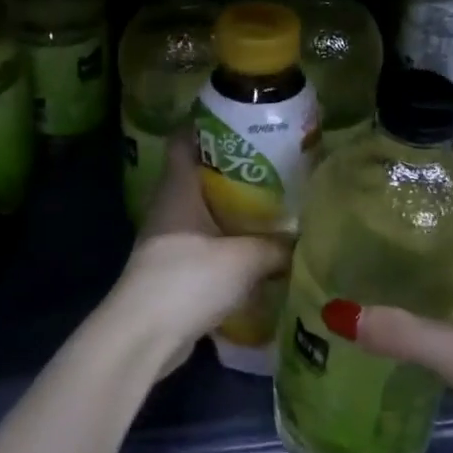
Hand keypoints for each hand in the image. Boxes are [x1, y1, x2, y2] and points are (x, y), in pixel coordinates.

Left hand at [102, 130, 289, 374]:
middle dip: (233, 167)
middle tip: (273, 163)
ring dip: (231, 208)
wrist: (145, 336)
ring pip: (203, 210)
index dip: (207, 123)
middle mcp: (169, 205)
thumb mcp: (244, 258)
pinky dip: (227, 241)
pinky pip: (205, 242)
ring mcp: (168, 238)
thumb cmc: (189, 278)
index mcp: (178, 187)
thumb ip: (278, 246)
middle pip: (199, 173)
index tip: (240, 117)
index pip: (184, 139)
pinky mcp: (173, 269)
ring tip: (272, 203)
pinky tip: (256, 248)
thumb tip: (307, 238)